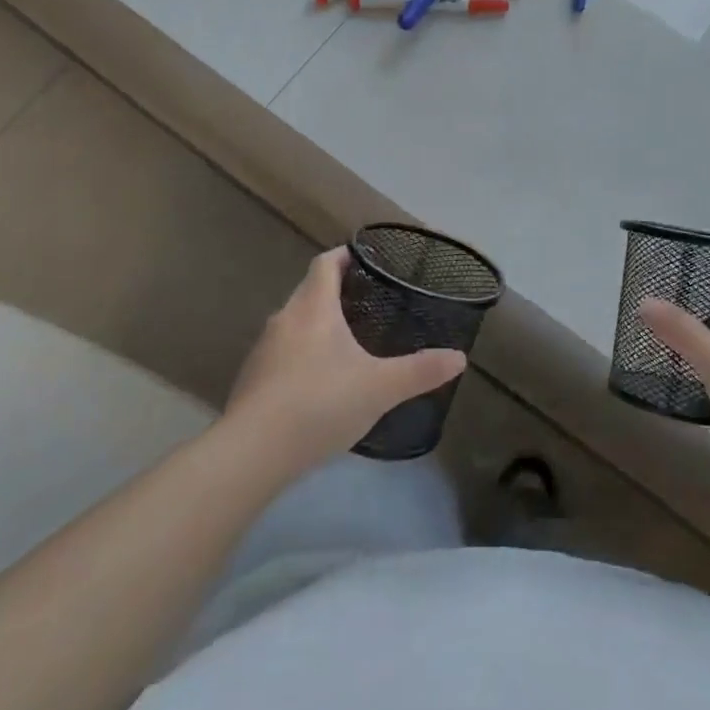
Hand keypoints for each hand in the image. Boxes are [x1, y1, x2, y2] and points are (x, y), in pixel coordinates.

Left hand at [226, 248, 466, 469]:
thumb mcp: (380, 388)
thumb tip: (459, 357)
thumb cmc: (320, 403)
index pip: (325, 263)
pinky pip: (280, 353)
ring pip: (293, 323)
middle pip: (308, 291)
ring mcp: (262, 350)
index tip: (364, 259)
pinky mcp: (250, 380)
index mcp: (313, 307)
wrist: (252, 452)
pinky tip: (316, 382)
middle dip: (333, 291)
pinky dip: (300, 355)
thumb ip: (420, 371)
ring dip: (315, 325)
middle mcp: (284, 319)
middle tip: (365, 302)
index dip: (344, 256)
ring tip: (345, 342)